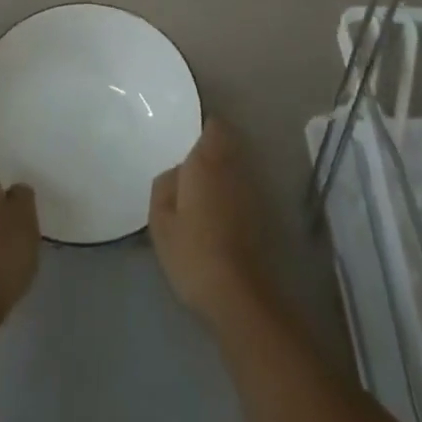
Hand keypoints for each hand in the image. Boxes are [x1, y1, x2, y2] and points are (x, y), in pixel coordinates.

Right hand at [149, 119, 267, 326]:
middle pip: (226, 144)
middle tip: (189, 167)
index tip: (187, 139)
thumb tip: (177, 172)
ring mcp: (252, 189)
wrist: (238, 294)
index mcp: (206, 161)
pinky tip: (217, 213)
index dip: (202, 129)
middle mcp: (233, 167)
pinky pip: (242, 188)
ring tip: (201, 191)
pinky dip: (231, 192)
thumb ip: (165, 185)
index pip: (213, 126)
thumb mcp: (160, 221)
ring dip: (222, 171)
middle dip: (211, 149)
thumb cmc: (192, 252)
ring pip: (235, 166)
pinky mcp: (261, 213)